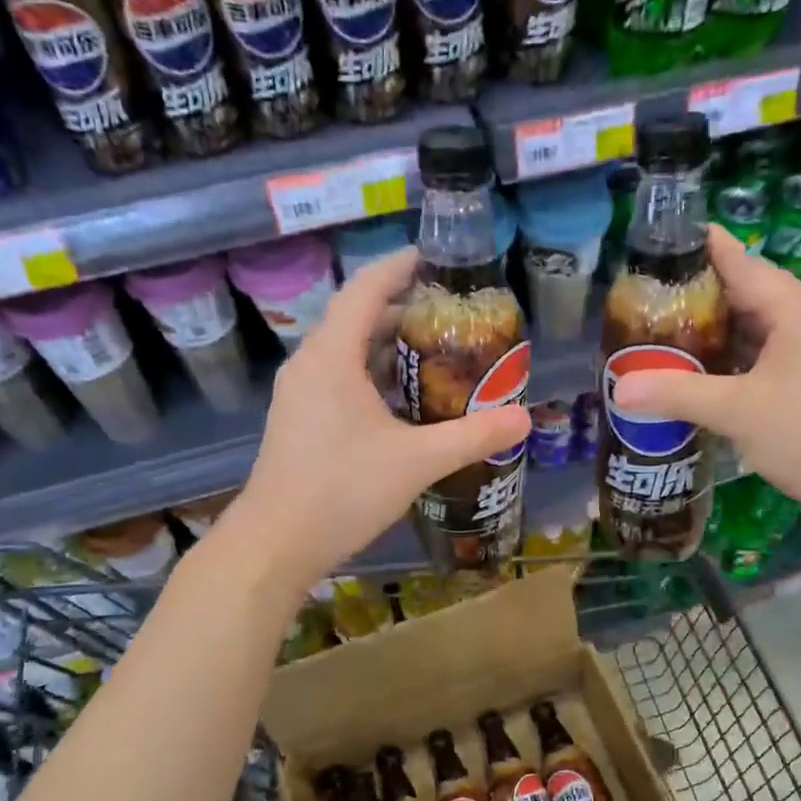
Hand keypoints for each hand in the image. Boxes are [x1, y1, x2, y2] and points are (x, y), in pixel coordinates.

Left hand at [233, 248, 529, 587]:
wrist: (276, 543)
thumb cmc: (343, 489)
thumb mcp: (416, 461)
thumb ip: (472, 436)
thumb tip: (524, 419)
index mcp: (332, 356)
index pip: (366, 289)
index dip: (399, 267)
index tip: (433, 258)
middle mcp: (310, 365)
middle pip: (357, 319)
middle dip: (403, 312)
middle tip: (451, 316)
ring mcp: (300, 395)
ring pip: (347, 354)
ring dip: (388, 349)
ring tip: (435, 355)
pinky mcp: (299, 421)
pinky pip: (339, 381)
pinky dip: (372, 378)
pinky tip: (404, 403)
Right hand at [611, 225, 800, 536]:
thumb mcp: (738, 412)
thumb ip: (677, 394)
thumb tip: (619, 389)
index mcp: (794, 308)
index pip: (739, 260)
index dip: (698, 248)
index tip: (656, 242)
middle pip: (744, 292)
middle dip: (695, 295)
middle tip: (644, 301)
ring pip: (755, 326)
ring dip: (713, 330)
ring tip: (663, 335)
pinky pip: (764, 353)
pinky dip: (732, 358)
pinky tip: (702, 374)